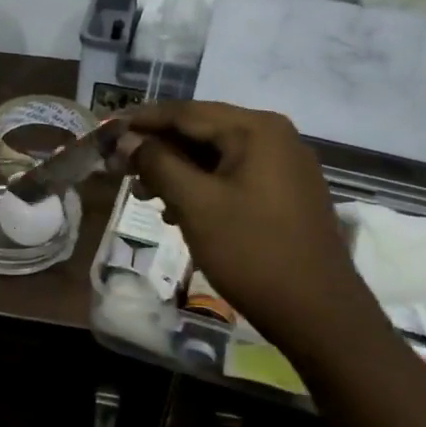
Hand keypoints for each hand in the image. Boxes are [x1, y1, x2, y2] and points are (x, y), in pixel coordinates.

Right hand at [119, 100, 373, 346]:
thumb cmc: (251, 251)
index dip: (142, 121)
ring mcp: (284, 166)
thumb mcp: (195, 204)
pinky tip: (178, 211)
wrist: (319, 313)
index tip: (107, 131)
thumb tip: (127, 138)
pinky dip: (202, 186)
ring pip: (216, 156)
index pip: (185, 112)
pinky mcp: (287, 194)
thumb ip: (157, 163)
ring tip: (144, 195)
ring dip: (177, 170)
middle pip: (202, 131)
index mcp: (256, 129)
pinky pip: (234, 176)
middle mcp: (275, 137)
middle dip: (159, 149)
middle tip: (120, 168)